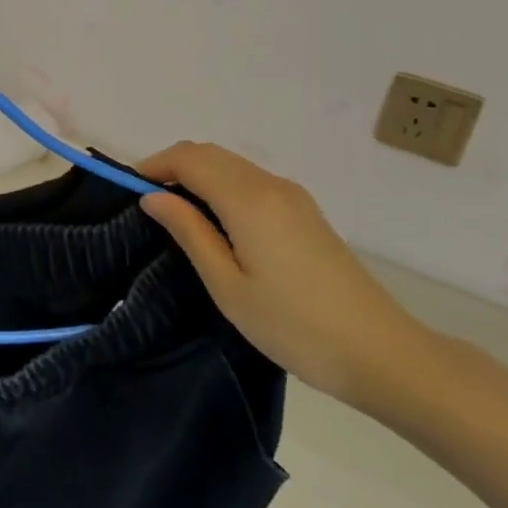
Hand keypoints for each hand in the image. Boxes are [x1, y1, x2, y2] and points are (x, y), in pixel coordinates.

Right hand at [139, 142, 435, 411]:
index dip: (153, 165)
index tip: (127, 191)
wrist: (381, 353)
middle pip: (210, 154)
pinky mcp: (305, 212)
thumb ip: (189, 232)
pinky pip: (251, 181)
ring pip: (232, 165)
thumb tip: (153, 197)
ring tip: (174, 214)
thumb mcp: (227, 285)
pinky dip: (221, 186)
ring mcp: (293, 196)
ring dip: (197, 175)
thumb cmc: (293, 325)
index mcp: (248, 199)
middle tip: (146, 203)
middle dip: (173, 167)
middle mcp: (271, 185)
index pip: (189, 158)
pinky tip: (214, 222)